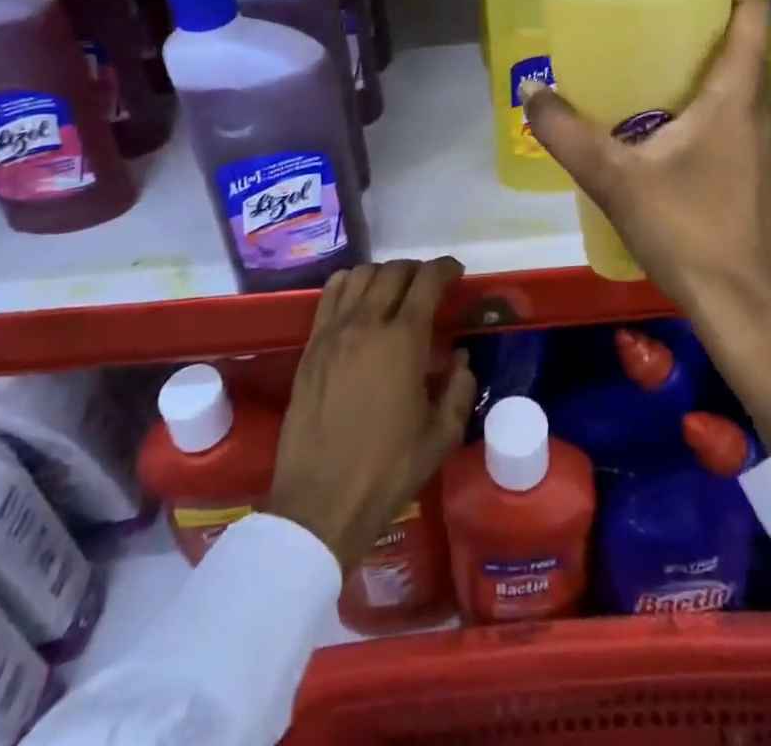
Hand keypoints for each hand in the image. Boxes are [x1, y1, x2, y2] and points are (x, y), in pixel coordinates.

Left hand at [267, 258, 475, 572]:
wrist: (321, 502)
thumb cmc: (389, 469)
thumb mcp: (442, 434)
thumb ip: (459, 388)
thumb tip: (460, 358)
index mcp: (403, 339)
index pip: (427, 281)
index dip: (445, 269)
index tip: (456, 272)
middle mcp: (367, 323)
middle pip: (393, 272)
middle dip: (417, 271)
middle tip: (429, 286)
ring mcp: (333, 332)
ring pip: (360, 275)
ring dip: (383, 274)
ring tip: (395, 291)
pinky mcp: (310, 347)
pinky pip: (330, 295)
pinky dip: (349, 283)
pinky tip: (358, 299)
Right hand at [523, 0, 770, 450]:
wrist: (741, 305)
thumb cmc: (688, 232)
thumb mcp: (616, 180)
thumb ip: (568, 134)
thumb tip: (532, 92)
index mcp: (737, 94)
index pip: (752, 12)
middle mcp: (758, 106)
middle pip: (745, 39)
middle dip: (704, 14)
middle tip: (651, 6)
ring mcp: (761, 138)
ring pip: (741, 75)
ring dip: (706, 54)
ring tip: (650, 50)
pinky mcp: (753, 164)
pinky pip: (735, 105)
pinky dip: (707, 90)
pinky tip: (662, 113)